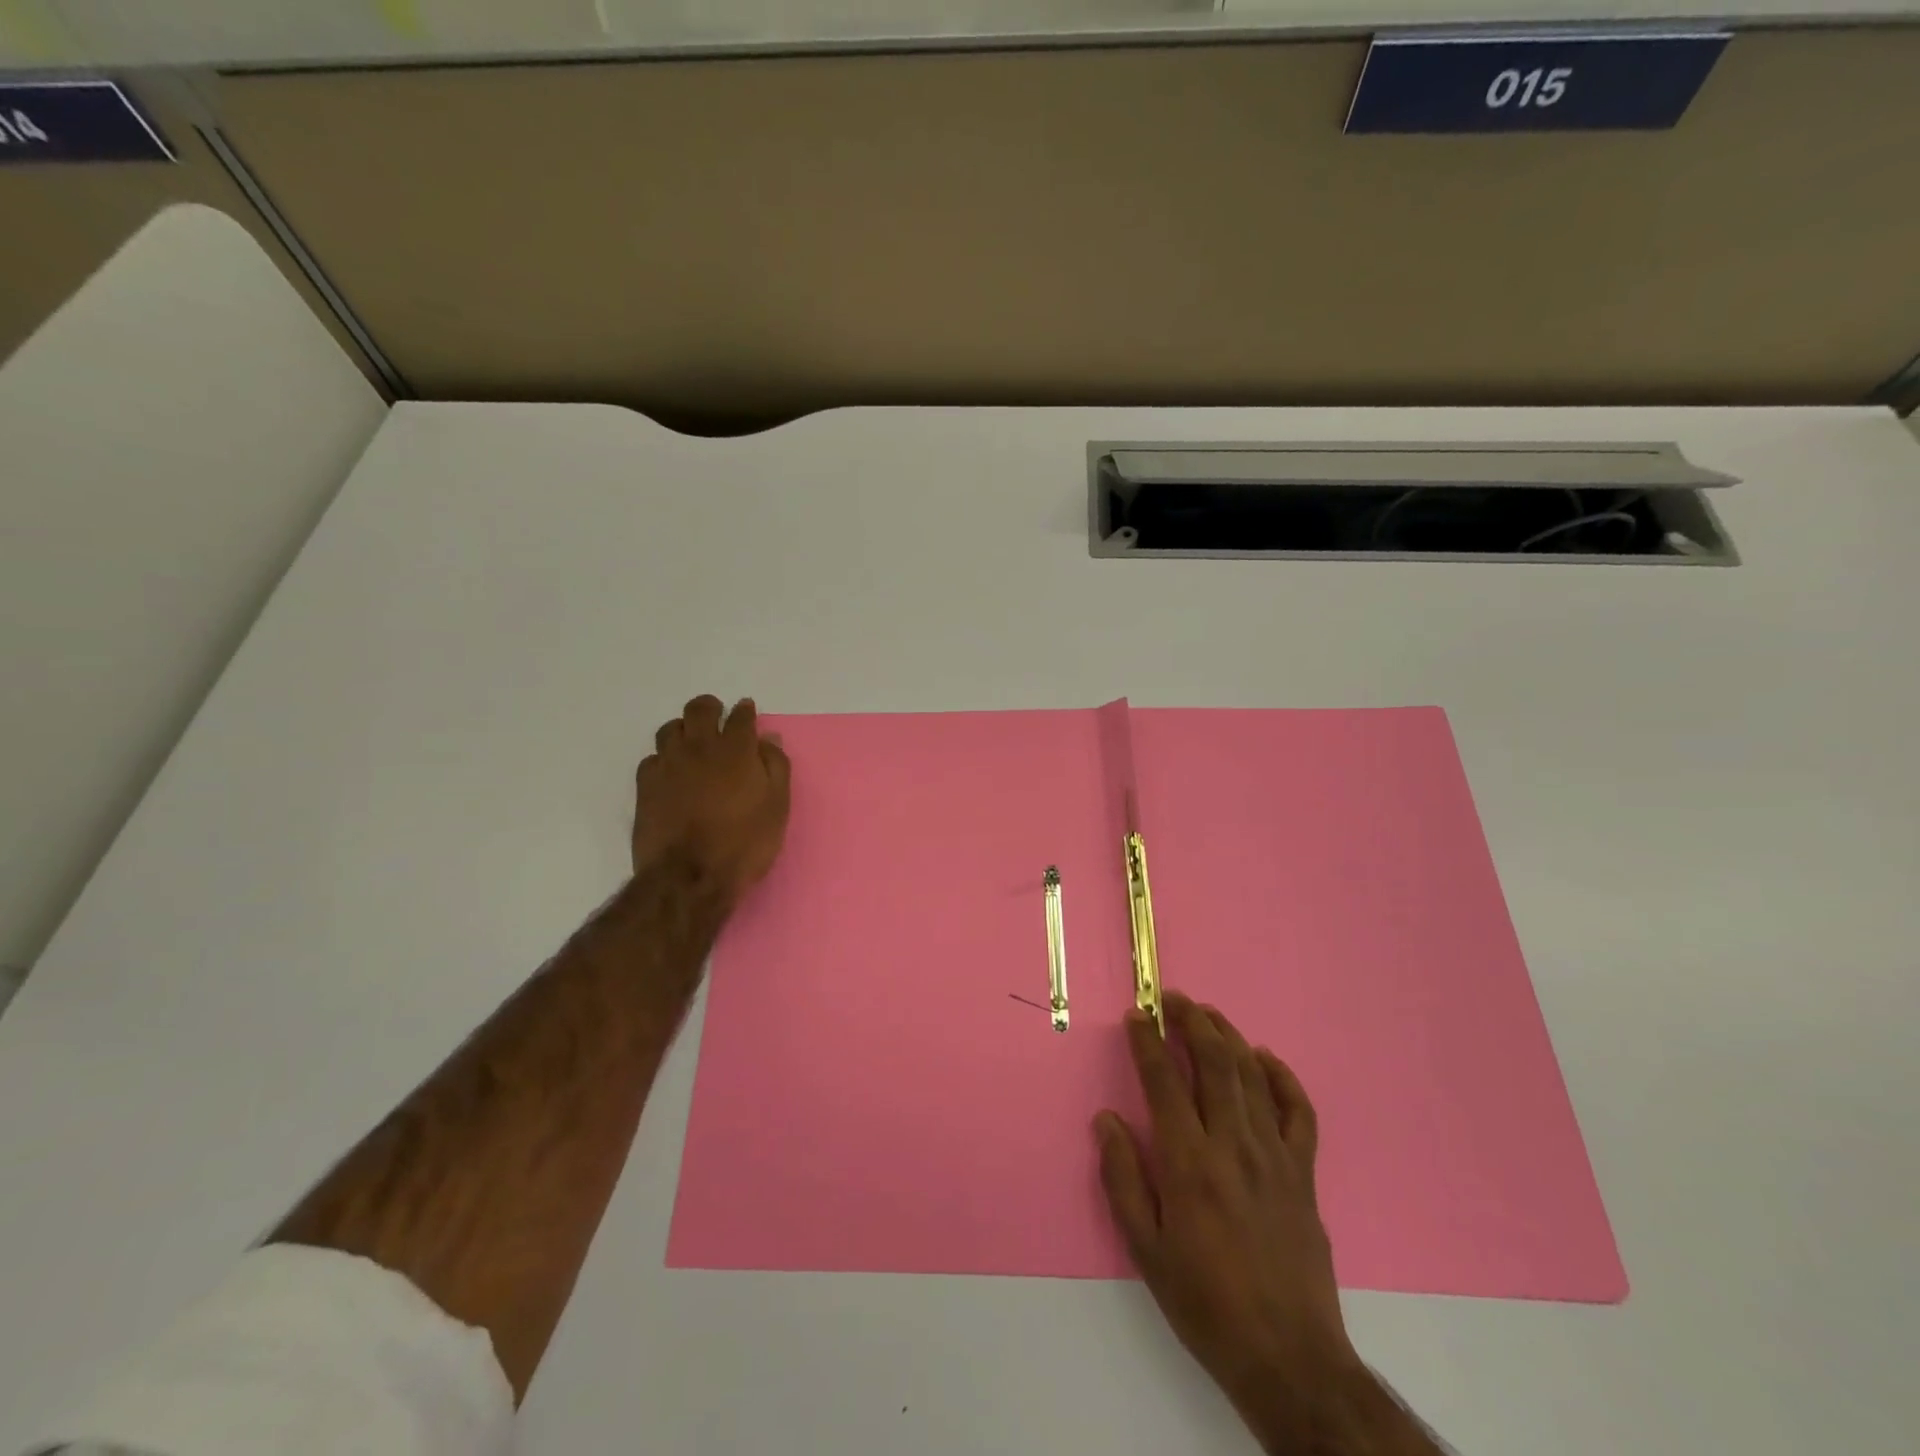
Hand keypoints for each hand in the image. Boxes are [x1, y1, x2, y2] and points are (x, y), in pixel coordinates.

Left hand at [633, 695, 790, 906]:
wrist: (690, 876)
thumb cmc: (744, 843)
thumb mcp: (777, 807)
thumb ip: (775, 766)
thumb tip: (768, 738)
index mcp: (736, 750)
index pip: (741, 717)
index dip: (745, 711)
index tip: (747, 711)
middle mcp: (700, 747)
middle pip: (700, 710)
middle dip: (710, 708)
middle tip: (717, 717)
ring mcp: (668, 764)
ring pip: (670, 729)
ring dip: (684, 729)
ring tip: (692, 743)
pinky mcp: (645, 785)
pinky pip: (652, 758)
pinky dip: (664, 758)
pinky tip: (671, 772)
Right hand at [1095, 994, 1379, 1452]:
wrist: (1288, 1357)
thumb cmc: (1205, 1303)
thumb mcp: (1145, 1250)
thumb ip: (1123, 1178)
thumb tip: (1107, 1120)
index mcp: (1189, 1162)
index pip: (1164, 1080)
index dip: (1147, 1041)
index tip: (1136, 1015)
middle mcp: (1232, 1144)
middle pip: (1214, 1061)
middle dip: (1191, 1019)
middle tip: (1170, 998)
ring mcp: (1274, 1155)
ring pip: (1251, 1074)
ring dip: (1227, 1035)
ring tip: (1206, 1013)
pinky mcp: (1303, 1172)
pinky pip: (1297, 1110)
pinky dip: (1281, 1076)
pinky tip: (1263, 1058)